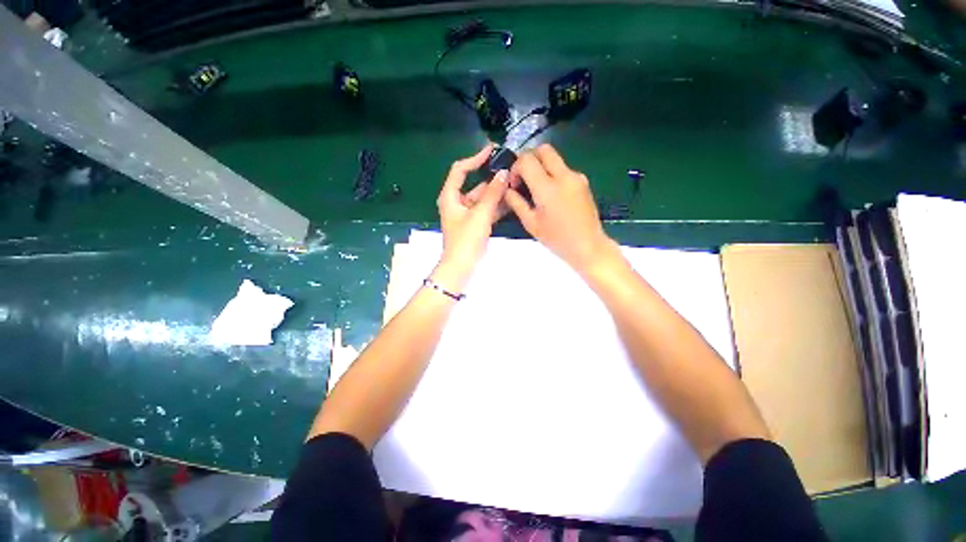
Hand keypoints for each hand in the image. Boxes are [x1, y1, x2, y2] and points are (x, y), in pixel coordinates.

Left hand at [434, 144, 509, 288]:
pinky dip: (496, 205)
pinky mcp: (475, 223)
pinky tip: (511, 200)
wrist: (461, 266)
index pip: (460, 170)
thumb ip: (492, 193)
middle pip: (474, 184)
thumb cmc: (466, 239)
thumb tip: (503, 173)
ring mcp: (467, 213)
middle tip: (509, 169)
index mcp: (450, 196)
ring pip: (483, 198)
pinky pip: (486, 209)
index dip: (474, 158)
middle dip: (491, 178)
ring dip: (496, 192)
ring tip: (514, 183)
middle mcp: (457, 202)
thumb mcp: (480, 214)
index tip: (491, 150)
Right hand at [505, 144, 615, 274]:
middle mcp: (563, 175)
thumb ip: (516, 202)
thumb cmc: (556, 239)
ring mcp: (576, 176)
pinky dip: (553, 174)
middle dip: (529, 158)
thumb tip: (507, 189)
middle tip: (524, 177)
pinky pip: (564, 169)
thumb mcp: (531, 223)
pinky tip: (551, 194)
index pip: (527, 160)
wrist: (588, 246)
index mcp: (547, 188)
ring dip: (542, 166)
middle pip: (543, 149)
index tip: (514, 183)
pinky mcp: (583, 181)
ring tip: (537, 188)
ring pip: (555, 158)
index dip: (516, 167)